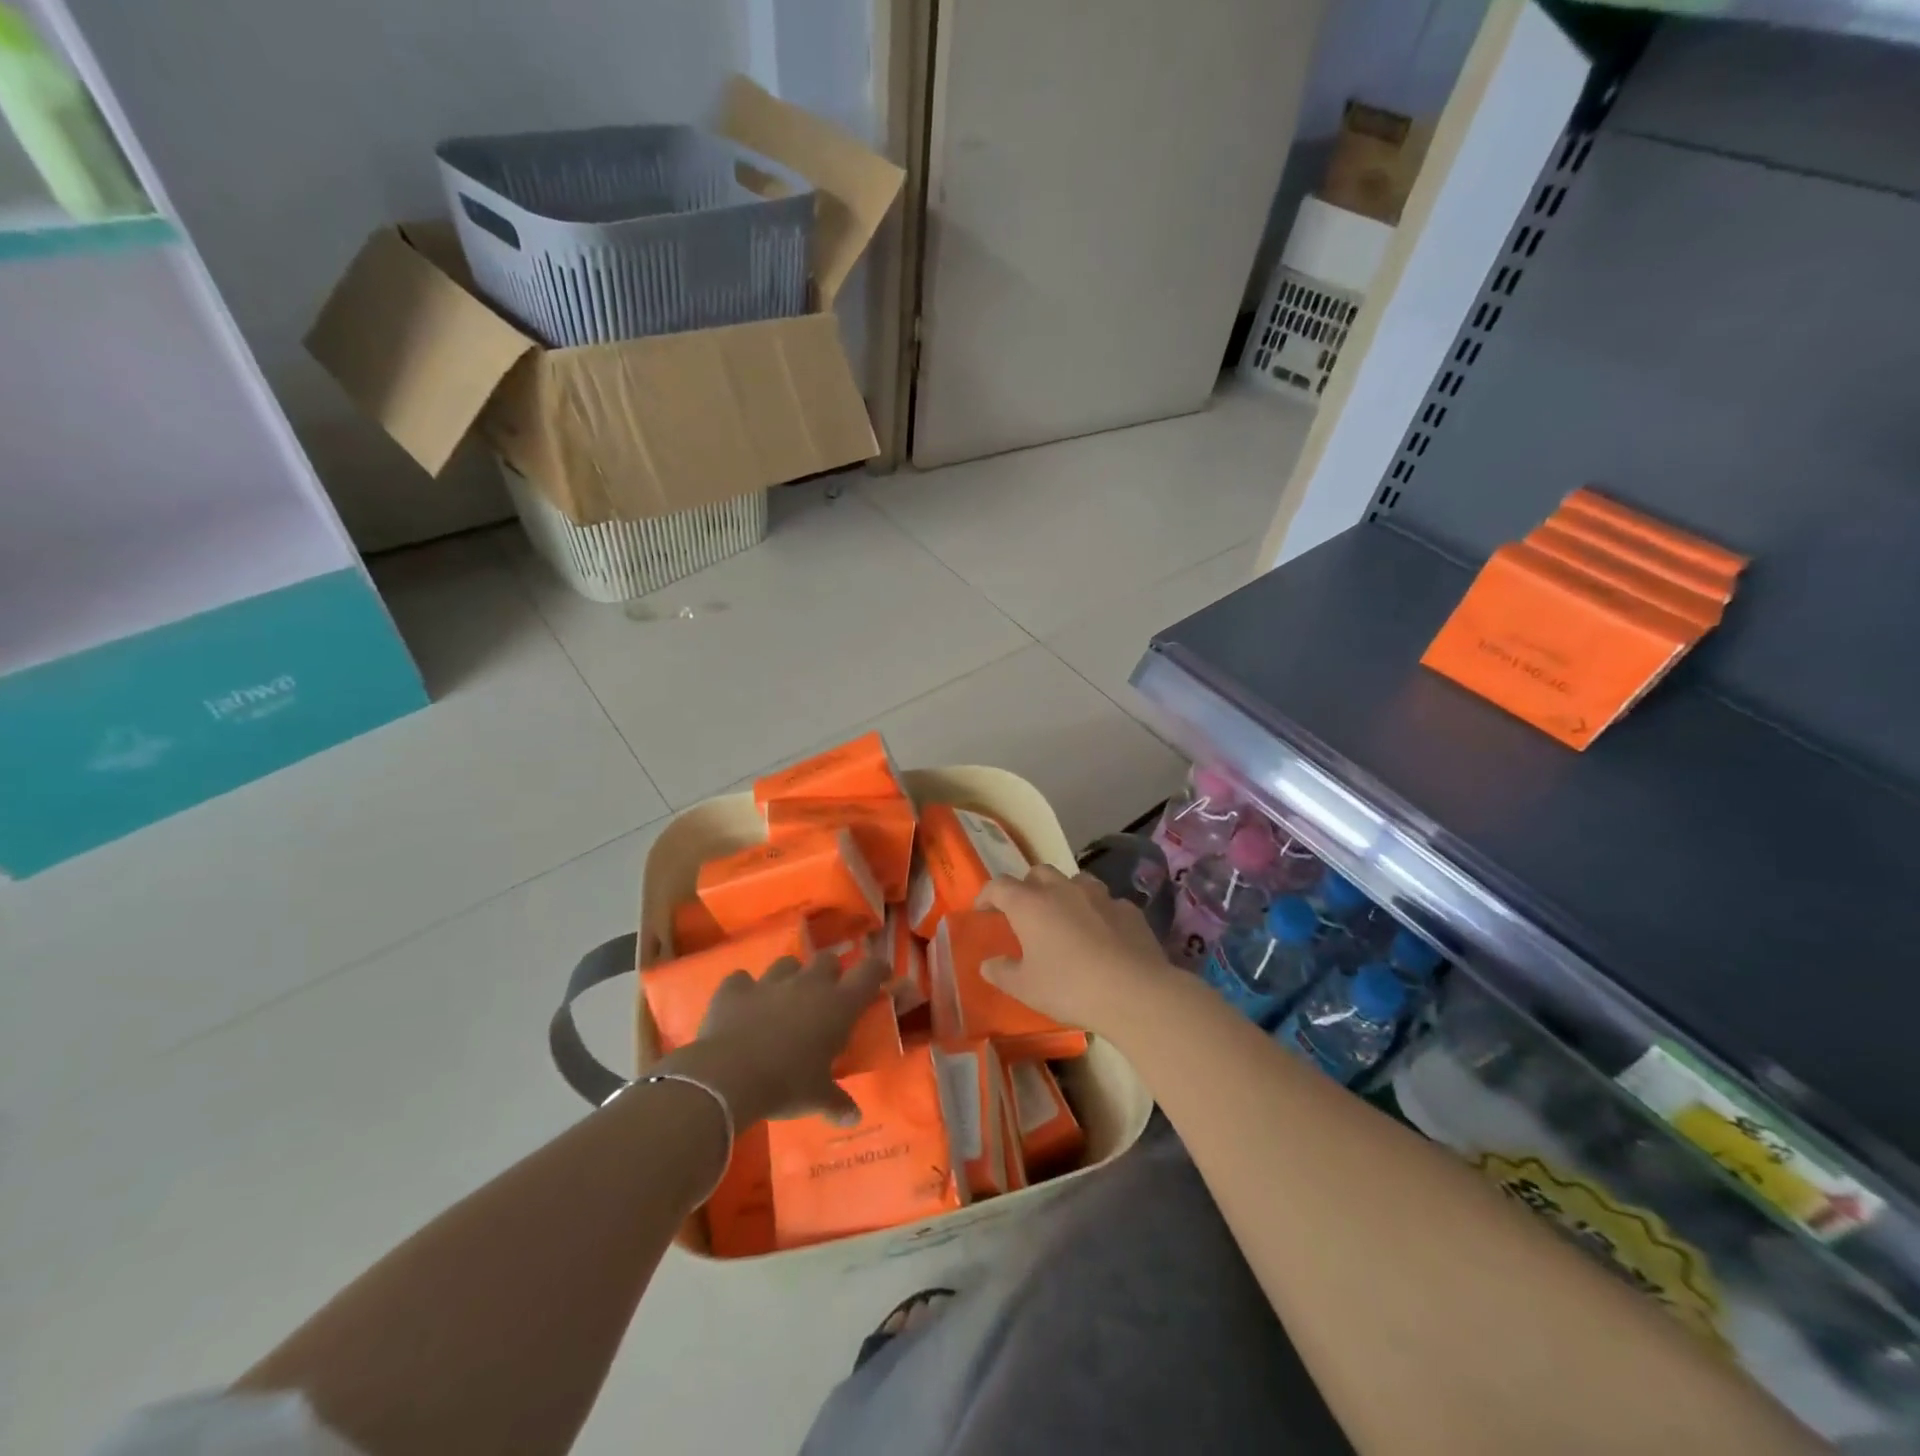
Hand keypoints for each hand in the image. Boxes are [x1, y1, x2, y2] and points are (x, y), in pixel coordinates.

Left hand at [662, 952, 887, 1127]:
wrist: (728, 1076)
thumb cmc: (786, 1085)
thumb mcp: (816, 1098)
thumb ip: (836, 1103)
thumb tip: (853, 1118)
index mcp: (838, 1005)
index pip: (869, 972)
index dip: (878, 969)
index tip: (881, 975)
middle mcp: (808, 984)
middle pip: (827, 959)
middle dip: (830, 971)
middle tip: (828, 993)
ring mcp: (770, 982)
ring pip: (787, 963)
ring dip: (790, 976)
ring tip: (785, 997)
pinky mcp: (735, 989)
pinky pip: (741, 980)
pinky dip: (744, 990)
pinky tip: (742, 1004)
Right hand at [975, 865, 1178, 1040]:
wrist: (1134, 992)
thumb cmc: (1069, 988)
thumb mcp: (1025, 988)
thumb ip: (1002, 972)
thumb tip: (988, 963)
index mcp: (1030, 904)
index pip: (999, 886)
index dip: (987, 895)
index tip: (982, 911)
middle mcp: (1062, 889)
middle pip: (1038, 873)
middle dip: (1027, 887)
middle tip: (1025, 912)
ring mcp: (1099, 895)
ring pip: (1075, 880)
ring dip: (1064, 893)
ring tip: (1065, 917)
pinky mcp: (1128, 909)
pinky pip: (1106, 902)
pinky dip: (1097, 912)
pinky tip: (1102, 934)